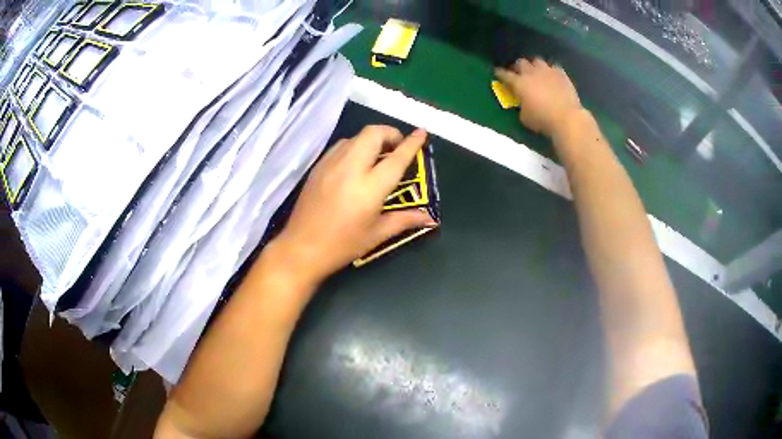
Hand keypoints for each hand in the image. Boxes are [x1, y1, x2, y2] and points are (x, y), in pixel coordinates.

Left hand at [271, 125, 436, 285]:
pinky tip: (356, 164)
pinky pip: (340, 146)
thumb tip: (431, 218)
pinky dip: (354, 146)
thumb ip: (405, 220)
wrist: (301, 248)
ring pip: (355, 137)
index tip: (421, 133)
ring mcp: (331, 164)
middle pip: (373, 133)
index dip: (412, 143)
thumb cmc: (342, 245)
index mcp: (370, 188)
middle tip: (397, 148)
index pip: (396, 158)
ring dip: (372, 140)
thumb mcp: (377, 234)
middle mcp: (351, 168)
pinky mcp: (318, 166)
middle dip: (390, 133)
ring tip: (377, 156)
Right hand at [495, 58, 583, 138]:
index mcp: (519, 83)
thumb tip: (522, 103)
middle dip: (518, 67)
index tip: (498, 73)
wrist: (567, 118)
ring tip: (536, 73)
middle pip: (521, 62)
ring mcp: (547, 71)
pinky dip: (551, 71)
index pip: (505, 74)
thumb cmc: (543, 120)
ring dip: (534, 66)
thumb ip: (521, 106)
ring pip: (537, 61)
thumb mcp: (525, 117)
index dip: (500, 73)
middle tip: (519, 73)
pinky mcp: (561, 74)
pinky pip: (553, 67)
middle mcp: (531, 73)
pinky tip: (552, 77)